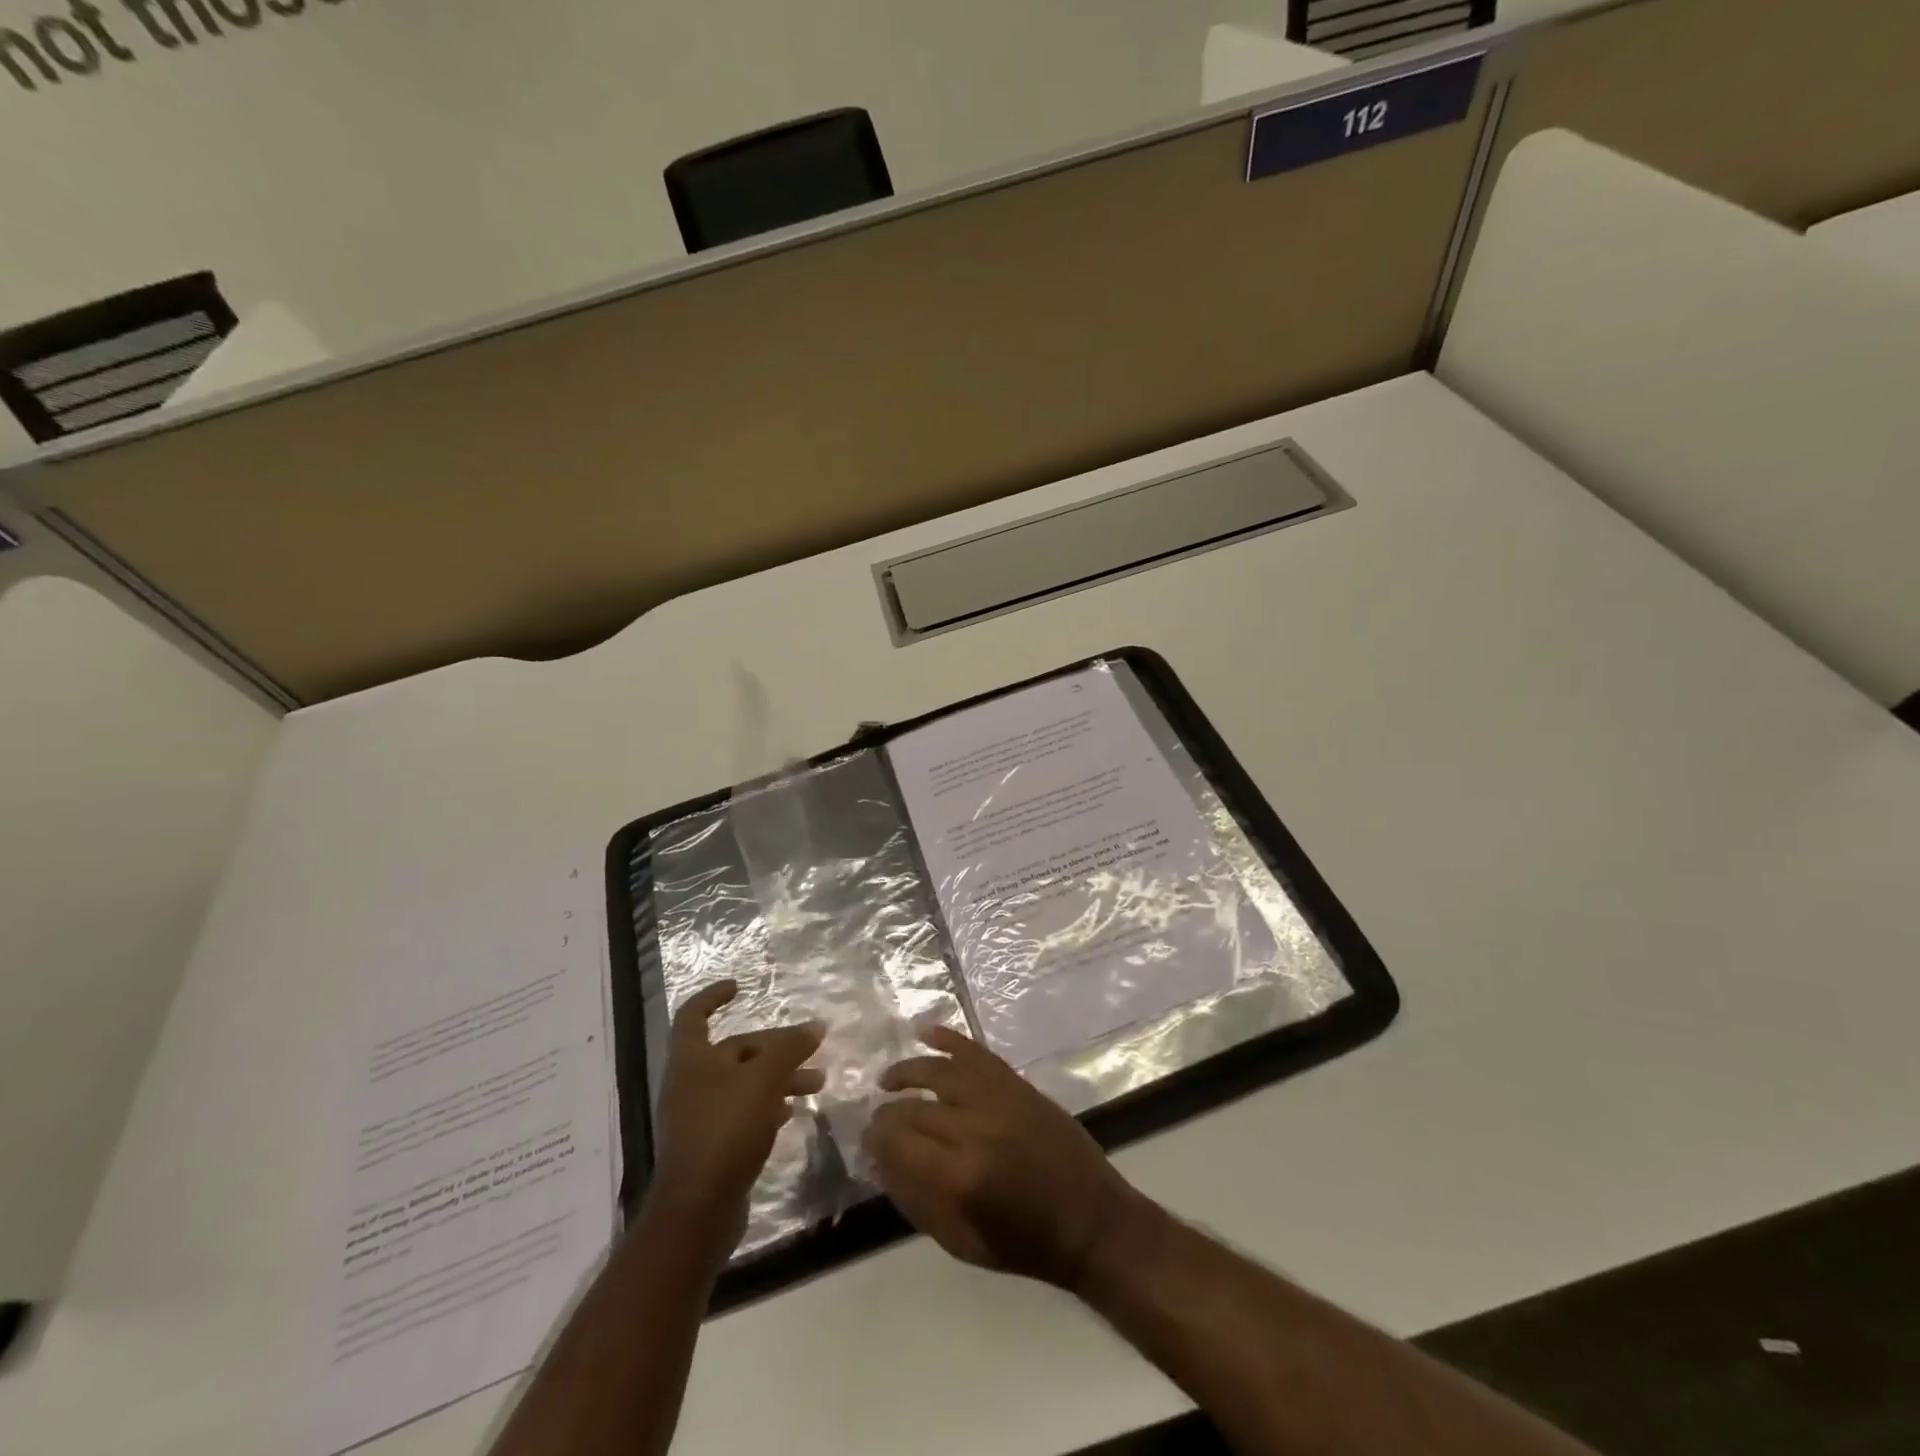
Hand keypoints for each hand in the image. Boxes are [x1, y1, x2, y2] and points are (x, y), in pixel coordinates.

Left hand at [651, 980, 824, 1227]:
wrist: (697, 1211)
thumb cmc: (726, 1130)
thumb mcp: (764, 1080)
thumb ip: (790, 1049)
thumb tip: (815, 1026)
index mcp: (692, 1060)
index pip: (694, 1014)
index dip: (713, 997)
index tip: (739, 986)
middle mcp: (691, 1083)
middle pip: (735, 1051)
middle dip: (775, 1047)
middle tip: (812, 1049)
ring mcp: (699, 1117)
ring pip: (743, 1083)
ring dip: (779, 1078)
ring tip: (816, 1084)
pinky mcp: (711, 1147)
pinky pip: (742, 1113)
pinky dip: (768, 1106)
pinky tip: (792, 1113)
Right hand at [864, 1025, 1150, 1290]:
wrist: (1090, 1219)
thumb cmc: (1024, 1242)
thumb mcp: (961, 1242)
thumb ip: (916, 1200)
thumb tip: (881, 1162)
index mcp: (959, 1176)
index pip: (898, 1142)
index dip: (876, 1139)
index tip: (866, 1140)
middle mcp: (974, 1128)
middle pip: (915, 1108)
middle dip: (888, 1113)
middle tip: (876, 1119)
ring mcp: (998, 1098)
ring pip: (940, 1070)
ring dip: (909, 1071)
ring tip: (888, 1080)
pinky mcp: (1016, 1083)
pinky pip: (976, 1052)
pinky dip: (949, 1038)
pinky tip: (925, 1032)